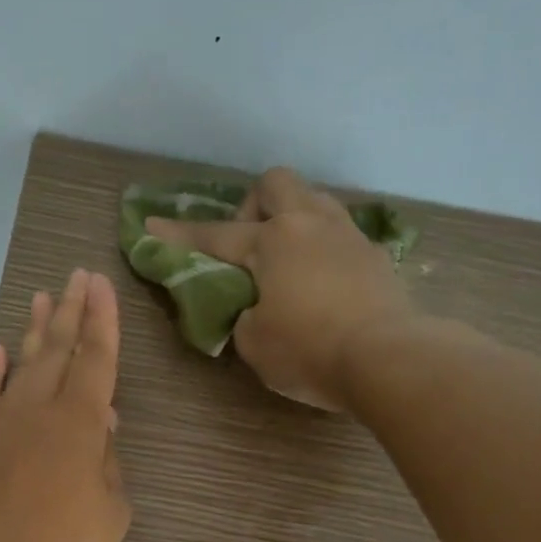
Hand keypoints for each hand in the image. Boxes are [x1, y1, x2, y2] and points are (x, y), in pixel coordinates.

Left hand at [0, 268, 131, 541]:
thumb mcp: (111, 514)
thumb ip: (109, 465)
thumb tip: (103, 425)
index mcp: (81, 425)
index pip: (96, 361)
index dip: (102, 322)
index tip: (102, 285)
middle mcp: (39, 412)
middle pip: (58, 351)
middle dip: (71, 311)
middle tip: (77, 276)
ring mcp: (0, 426)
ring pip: (21, 366)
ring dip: (34, 330)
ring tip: (42, 296)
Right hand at [146, 166, 411, 410]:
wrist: (388, 358)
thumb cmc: (309, 351)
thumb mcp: (254, 343)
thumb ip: (243, 317)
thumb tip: (255, 308)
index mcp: (273, 241)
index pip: (215, 236)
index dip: (180, 235)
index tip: (152, 226)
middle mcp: (310, 224)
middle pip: (275, 183)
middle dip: (252, 204)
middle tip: (247, 244)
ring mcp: (349, 235)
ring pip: (315, 200)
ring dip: (292, 218)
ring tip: (286, 260)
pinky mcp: (377, 256)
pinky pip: (341, 234)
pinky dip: (322, 248)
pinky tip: (322, 280)